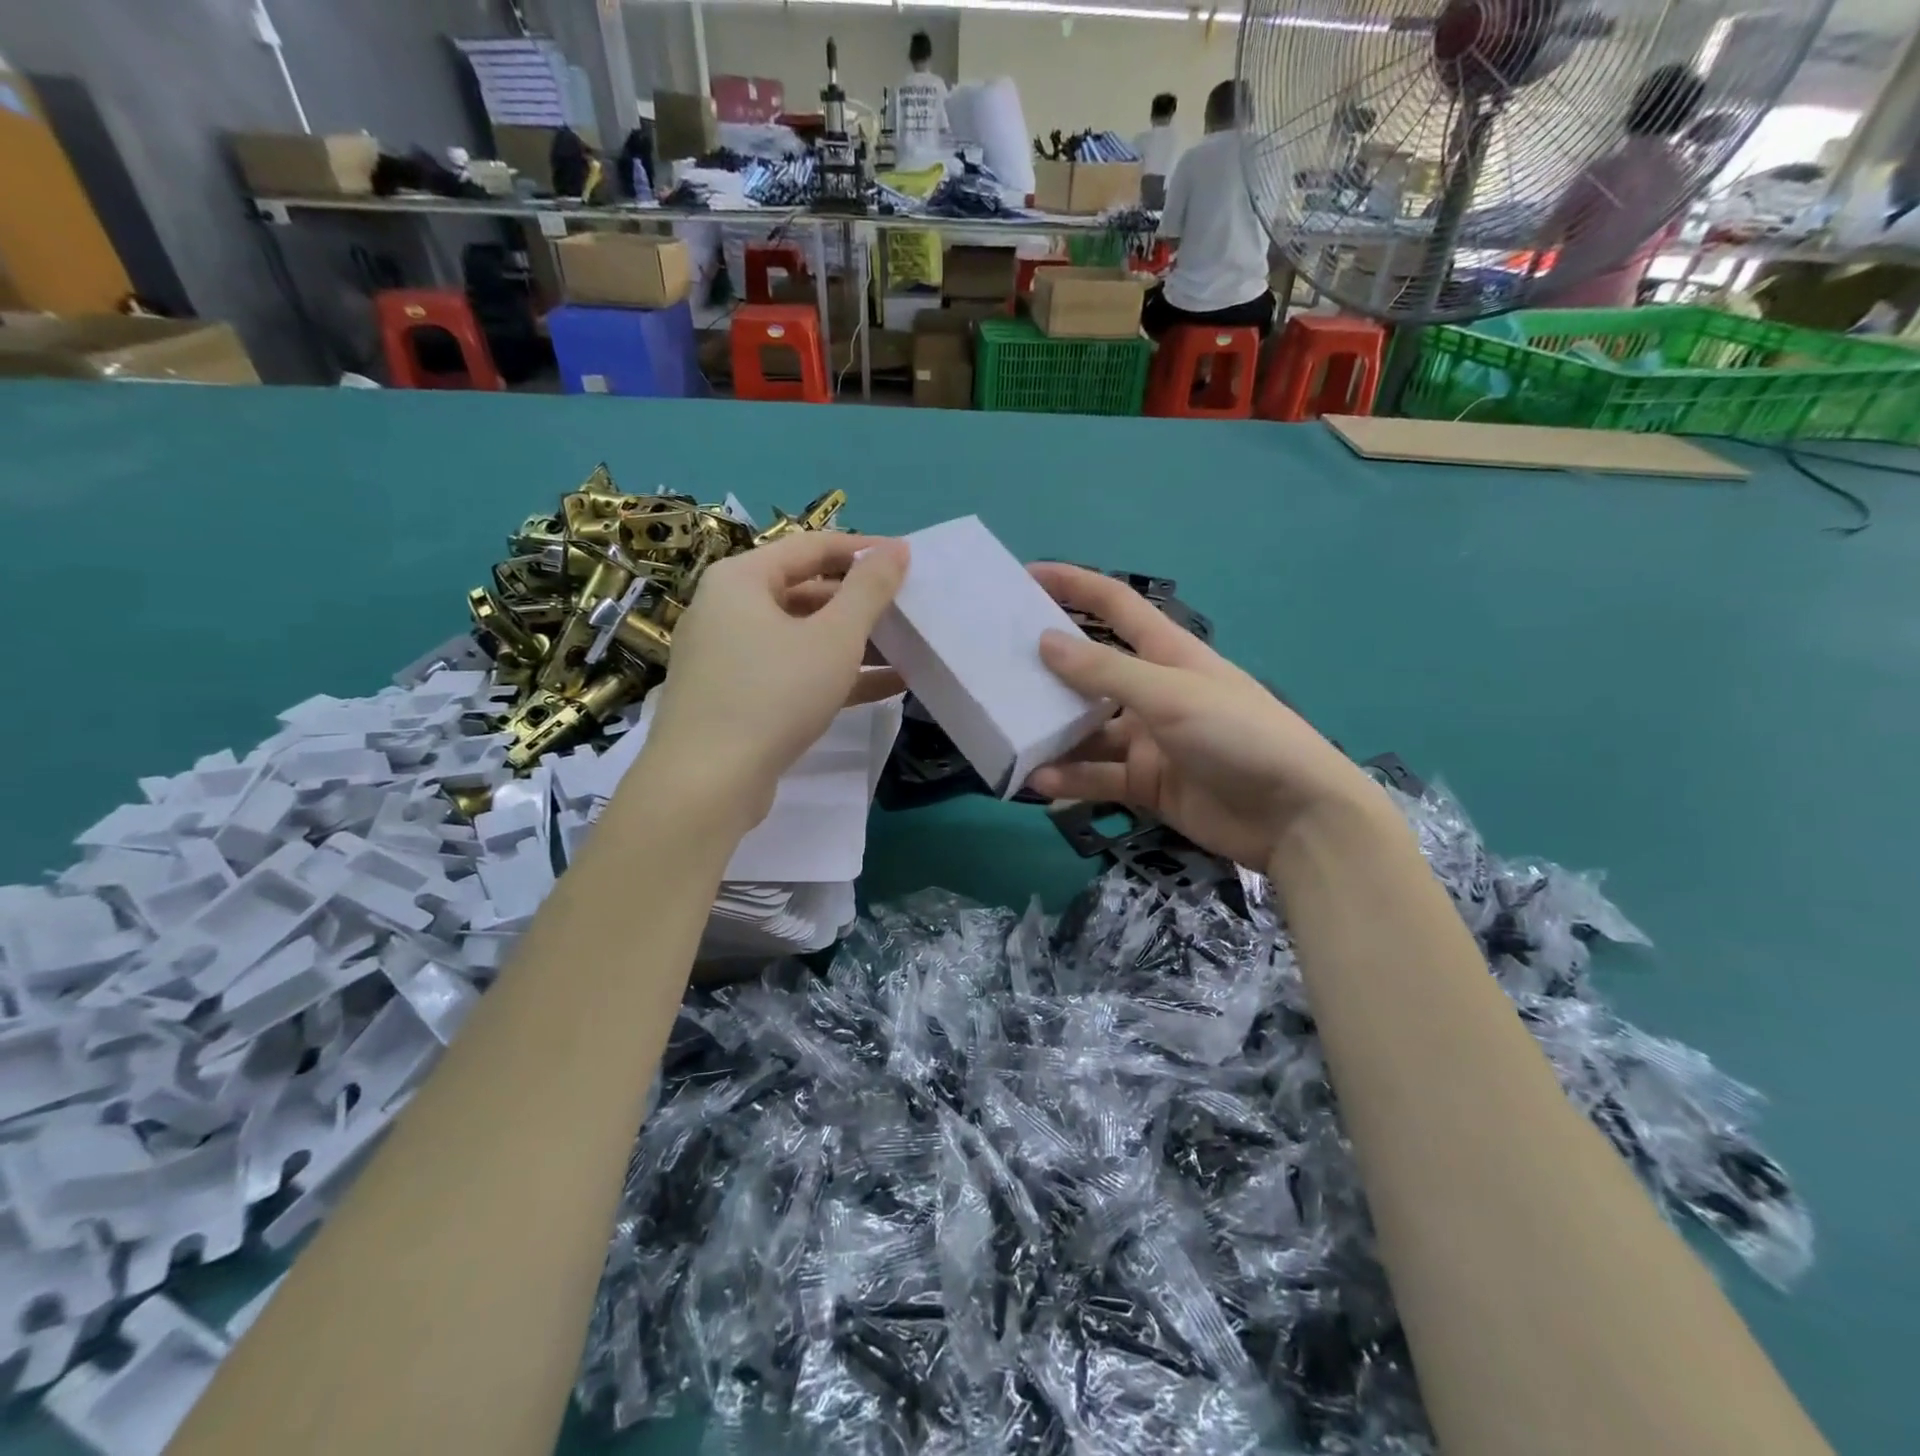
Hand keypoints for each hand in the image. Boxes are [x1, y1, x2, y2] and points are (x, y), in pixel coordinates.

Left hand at [638, 533, 907, 825]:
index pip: (811, 546)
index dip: (863, 550)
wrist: (707, 783)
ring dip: (854, 643)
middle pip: (805, 591)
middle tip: (908, 611)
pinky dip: (834, 675)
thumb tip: (896, 549)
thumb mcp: (834, 637)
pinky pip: (793, 672)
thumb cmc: (774, 693)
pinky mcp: (737, 698)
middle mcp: (728, 609)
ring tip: (907, 650)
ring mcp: (729, 657)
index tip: (907, 560)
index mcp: (741, 579)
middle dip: (860, 603)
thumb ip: (869, 589)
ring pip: (802, 637)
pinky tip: (886, 686)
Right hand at [1026, 563, 1378, 869]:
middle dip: (1048, 671)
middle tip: (996, 671)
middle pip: (1091, 673)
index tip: (1027, 577)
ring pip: (1088, 731)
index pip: (1116, 606)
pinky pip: (1098, 776)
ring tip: (1008, 737)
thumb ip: (1106, 672)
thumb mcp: (1171, 695)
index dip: (1075, 585)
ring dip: (1053, 735)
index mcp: (1169, 654)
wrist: (1293, 815)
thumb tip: (1046, 641)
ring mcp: (1148, 740)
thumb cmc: (1239, 735)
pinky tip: (1039, 782)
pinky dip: (1071, 779)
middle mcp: (1154, 692)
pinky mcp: (1146, 783)